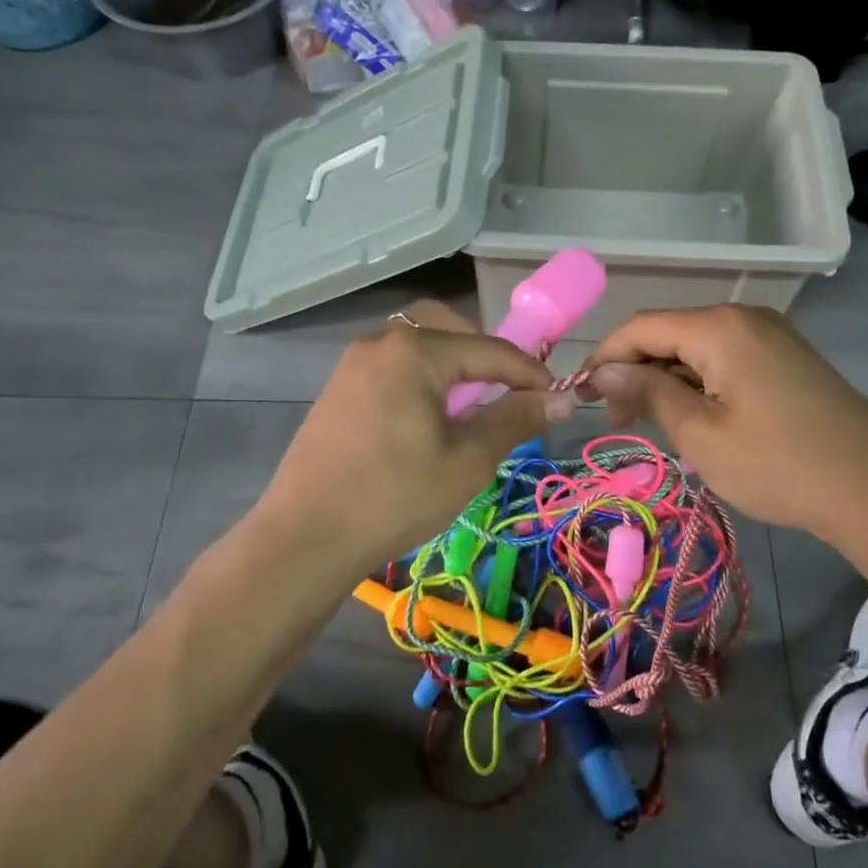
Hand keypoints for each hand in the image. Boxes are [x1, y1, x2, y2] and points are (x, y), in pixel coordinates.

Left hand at [254, 302, 577, 576]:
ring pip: (418, 346)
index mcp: (415, 352)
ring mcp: (353, 364)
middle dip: (484, 356)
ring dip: (451, 367)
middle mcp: (381, 342)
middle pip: (448, 329)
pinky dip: (421, 379)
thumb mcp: (467, 461)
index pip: (490, 349)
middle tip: (505, 395)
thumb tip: (562, 399)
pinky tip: (427, 420)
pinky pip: (393, 366)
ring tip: (468, 411)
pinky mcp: (338, 389)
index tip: (557, 397)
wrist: (305, 537)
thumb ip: (515, 420)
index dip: (529, 373)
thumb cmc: (394, 498)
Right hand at [581, 305, 867, 535]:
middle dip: (635, 372)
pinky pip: (726, 359)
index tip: (578, 397)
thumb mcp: (700, 434)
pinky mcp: (788, 358)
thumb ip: (647, 393)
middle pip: (668, 333)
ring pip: (696, 348)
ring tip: (655, 426)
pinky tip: (696, 419)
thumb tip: (601, 371)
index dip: (604, 359)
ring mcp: (772, 335)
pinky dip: (699, 383)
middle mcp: (745, 317)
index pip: (640, 327)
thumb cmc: (779, 465)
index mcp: (720, 327)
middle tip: (619, 422)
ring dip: (666, 380)